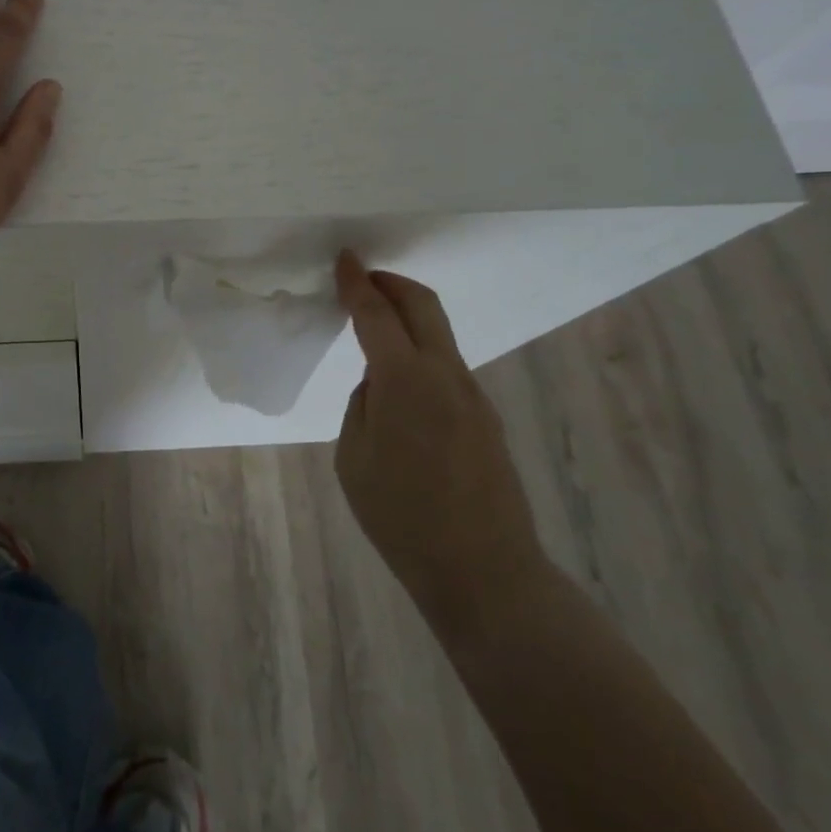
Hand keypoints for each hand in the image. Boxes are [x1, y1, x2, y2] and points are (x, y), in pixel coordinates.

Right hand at [333, 252, 548, 648]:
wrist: (485, 572)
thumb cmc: (402, 518)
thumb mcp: (354, 458)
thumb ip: (363, 406)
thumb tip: (379, 385)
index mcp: (404, 380)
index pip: (376, 313)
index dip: (357, 283)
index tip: (345, 259)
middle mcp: (445, 374)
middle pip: (423, 305)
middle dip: (391, 284)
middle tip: (363, 280)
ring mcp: (473, 395)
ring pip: (440, 334)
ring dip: (409, 317)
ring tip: (377, 332)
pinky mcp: (486, 418)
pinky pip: (448, 367)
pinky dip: (422, 352)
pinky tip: (403, 385)